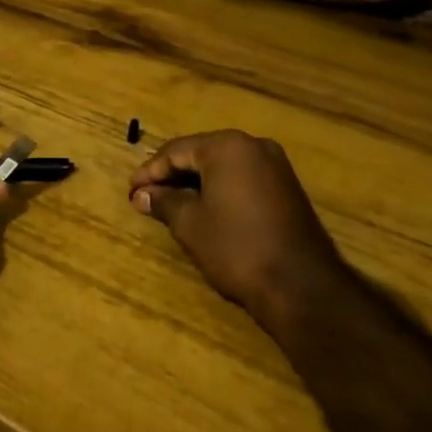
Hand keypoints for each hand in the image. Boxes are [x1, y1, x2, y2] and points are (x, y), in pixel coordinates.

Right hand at [129, 130, 346, 329]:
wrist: (301, 286)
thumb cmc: (236, 247)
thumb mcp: (190, 224)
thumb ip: (164, 202)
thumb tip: (141, 194)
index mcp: (227, 146)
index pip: (176, 151)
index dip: (150, 171)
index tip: (131, 190)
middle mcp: (254, 146)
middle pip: (200, 154)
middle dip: (172, 175)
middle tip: (146, 196)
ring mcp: (275, 166)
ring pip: (222, 167)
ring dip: (194, 183)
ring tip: (169, 204)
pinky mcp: (287, 188)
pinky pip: (242, 179)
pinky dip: (219, 190)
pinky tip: (202, 209)